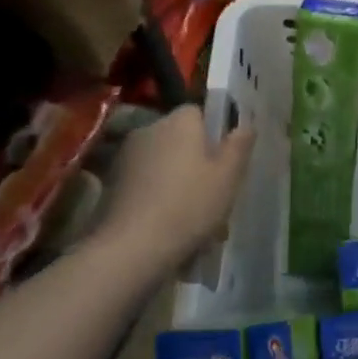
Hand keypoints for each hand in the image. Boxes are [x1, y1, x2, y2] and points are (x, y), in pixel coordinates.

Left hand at [92, 106, 254, 268]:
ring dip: (177, 178)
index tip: (224, 160)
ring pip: (163, 161)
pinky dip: (158, 194)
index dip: (213, 133)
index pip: (198, 112)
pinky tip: (169, 222)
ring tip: (193, 214)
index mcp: (180, 122)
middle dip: (195, 158)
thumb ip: (239, 145)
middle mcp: (150, 129)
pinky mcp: (112, 182)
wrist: (134, 246)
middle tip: (214, 191)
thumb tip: (245, 125)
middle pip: (180, 137)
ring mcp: (127, 156)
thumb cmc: (191, 205)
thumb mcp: (229, 176)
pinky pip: (146, 181)